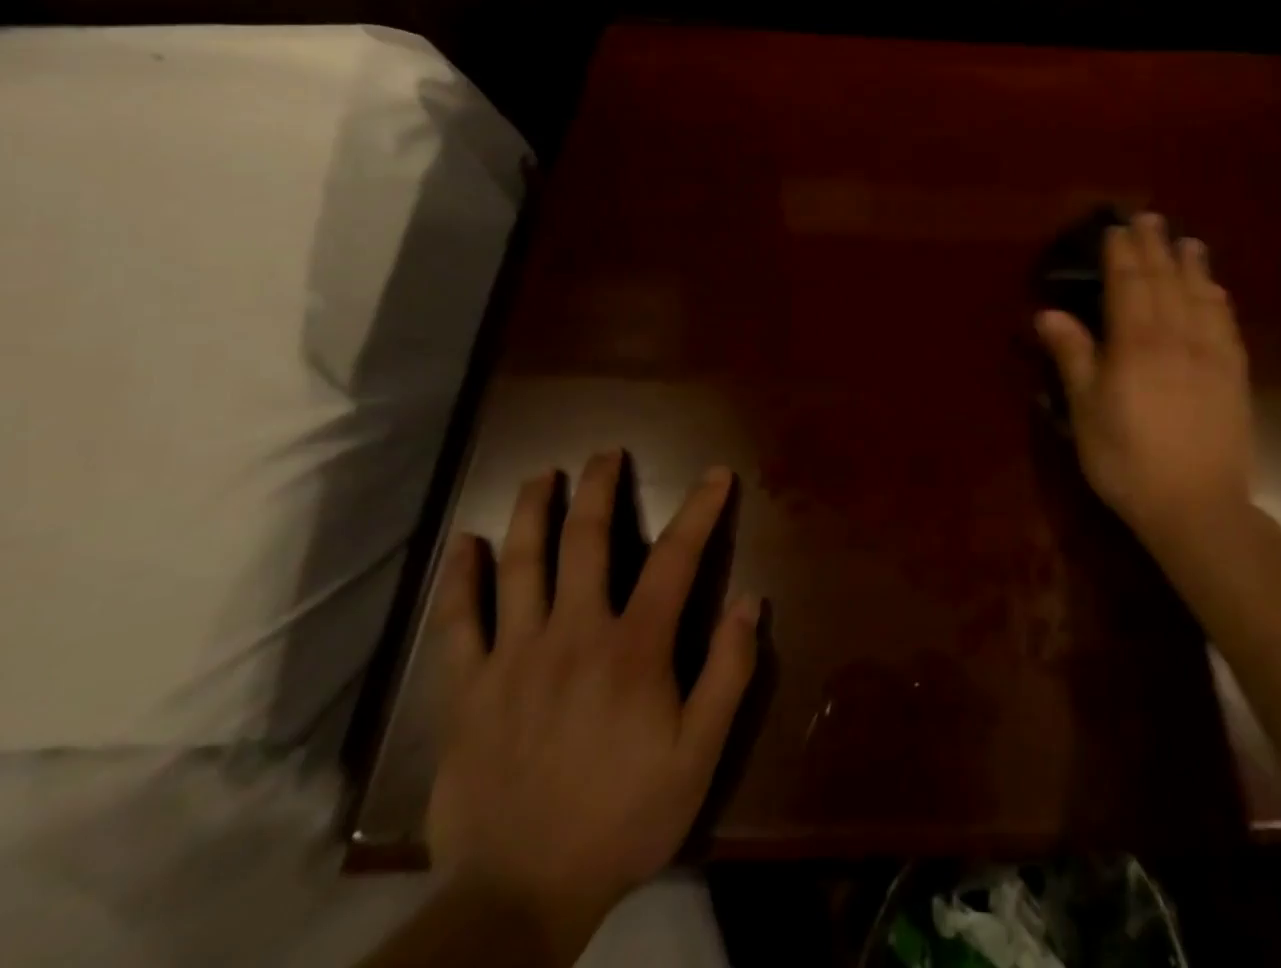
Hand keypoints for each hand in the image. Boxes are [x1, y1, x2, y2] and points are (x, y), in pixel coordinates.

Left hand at [426, 455, 759, 963]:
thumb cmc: (623, 819)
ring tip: (542, 476)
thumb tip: (752, 601)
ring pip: (520, 566)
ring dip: (533, 513)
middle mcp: (573, 634)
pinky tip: (464, 545)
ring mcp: (513, 658)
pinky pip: (457, 623)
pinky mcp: (466, 691)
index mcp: (634, 648)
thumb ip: (728, 672)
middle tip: (606, 453)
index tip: (716, 475)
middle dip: (600, 489)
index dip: (699, 510)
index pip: (675, 558)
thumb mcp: (699, 755)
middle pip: (586, 541)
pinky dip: (459, 579)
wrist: (517, 899)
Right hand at [1036, 213, 1253, 540]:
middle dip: (1155, 246)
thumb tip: (1048, 312)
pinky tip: (1216, 291)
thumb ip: (1073, 356)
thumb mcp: (1086, 411)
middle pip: (1165, 280)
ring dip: (1192, 265)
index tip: (1117, 227)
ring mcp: (1211, 354)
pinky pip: (1227, 323)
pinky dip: (1218, 299)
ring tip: (1188, 241)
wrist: (1197, 506)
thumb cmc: (1127, 460)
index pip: (1128, 283)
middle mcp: (1176, 336)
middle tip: (1150, 218)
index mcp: (1135, 343)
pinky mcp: (1234, 375)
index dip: (1121, 253)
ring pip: (1200, 295)